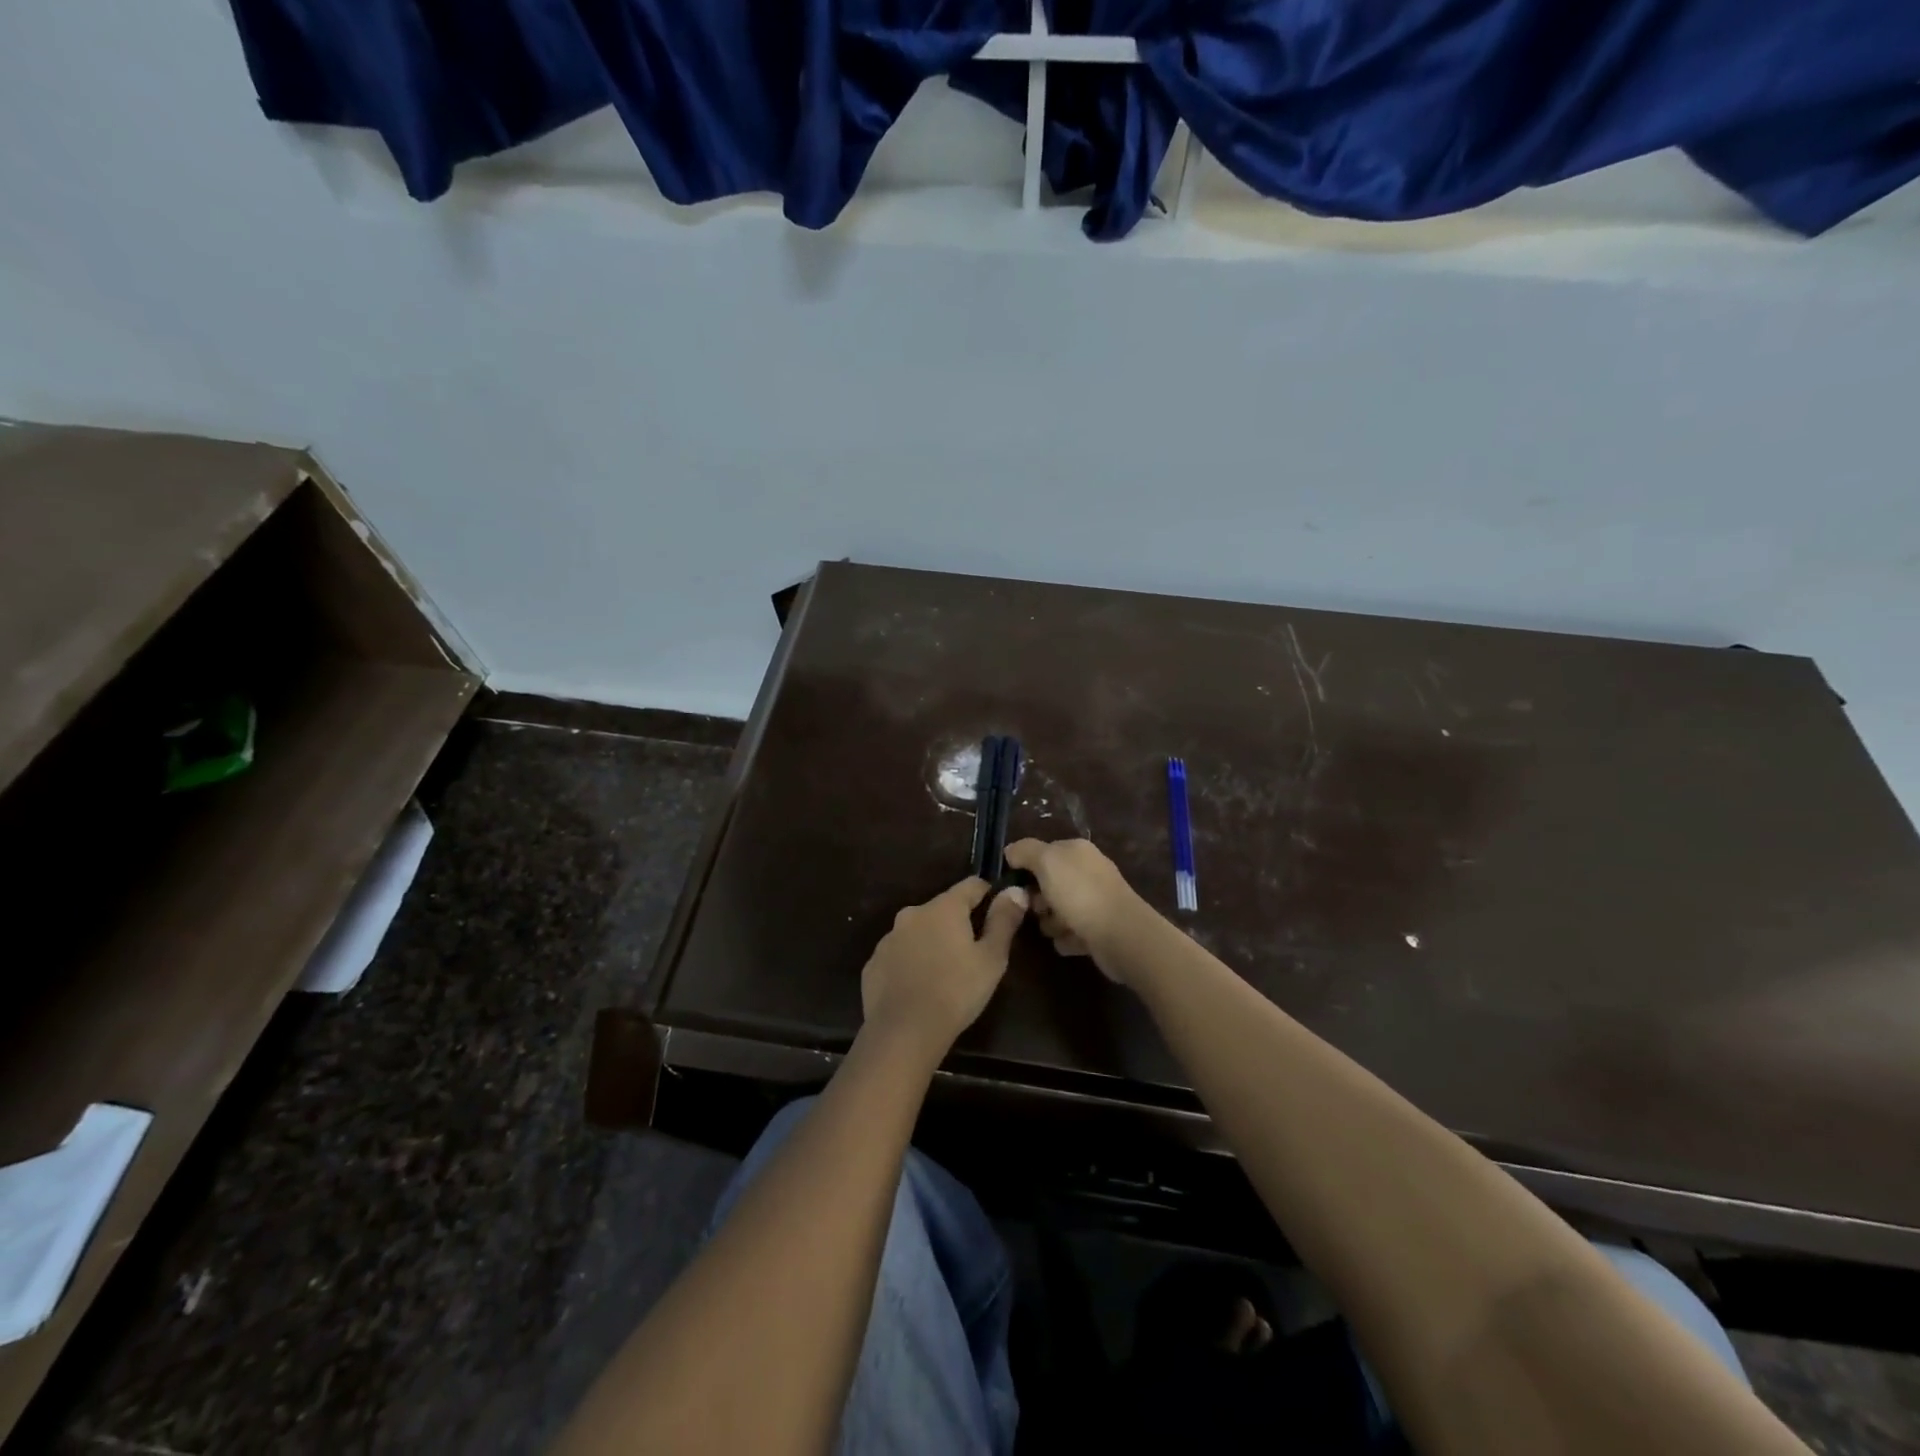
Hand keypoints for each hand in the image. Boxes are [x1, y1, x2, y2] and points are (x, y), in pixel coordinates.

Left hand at [861, 878, 1027, 1059]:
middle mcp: (913, 914)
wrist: (902, 1032)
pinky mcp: (873, 963)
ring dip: (932, 942)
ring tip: (945, 972)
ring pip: (919, 931)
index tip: (999, 913)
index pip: (971, 885)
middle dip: (958, 923)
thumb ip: (1004, 921)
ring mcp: (889, 938)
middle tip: (973, 952)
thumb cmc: (956, 992)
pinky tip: (919, 988)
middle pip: (943, 909)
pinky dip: (911, 963)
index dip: (988, 895)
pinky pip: (899, 955)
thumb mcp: (992, 959)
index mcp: (944, 908)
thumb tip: (1015, 890)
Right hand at [1004, 839, 1147, 981]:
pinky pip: (1071, 933)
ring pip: (1057, 911)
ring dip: (1052, 923)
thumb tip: (1010, 851)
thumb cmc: (1080, 893)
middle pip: (1048, 885)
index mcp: (1077, 851)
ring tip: (1060, 928)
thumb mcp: (1046, 862)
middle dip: (1038, 900)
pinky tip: (1072, 940)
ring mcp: (1095, 901)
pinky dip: (1068, 939)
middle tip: (1039, 909)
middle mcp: (1087, 872)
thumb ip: (1025, 851)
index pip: (1042, 853)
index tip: (1016, 885)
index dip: (1026, 868)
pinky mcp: (1099, 929)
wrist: (1120, 935)